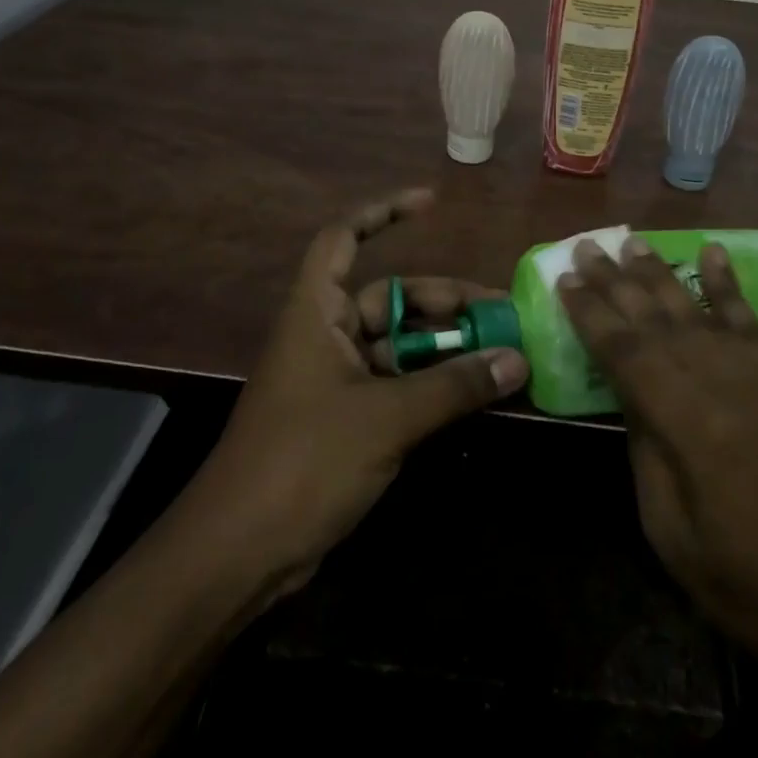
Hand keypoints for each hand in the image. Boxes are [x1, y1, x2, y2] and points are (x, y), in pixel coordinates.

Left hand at [175, 189, 528, 604]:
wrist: (239, 555)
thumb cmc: (303, 462)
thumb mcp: (386, 418)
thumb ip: (454, 386)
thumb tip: (518, 359)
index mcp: (316, 312)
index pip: (344, 238)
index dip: (384, 212)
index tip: (432, 203)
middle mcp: (325, 335)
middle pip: (389, 298)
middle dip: (443, 301)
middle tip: (499, 312)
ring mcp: (335, 379)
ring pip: (399, 345)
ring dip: (445, 347)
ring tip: (500, 353)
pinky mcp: (345, 420)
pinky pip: (397, 384)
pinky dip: (432, 384)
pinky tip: (473, 393)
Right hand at [558, 236, 757, 675]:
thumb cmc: (753, 586)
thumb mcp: (672, 534)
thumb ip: (646, 452)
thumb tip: (631, 395)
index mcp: (688, 424)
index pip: (625, 352)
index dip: (591, 314)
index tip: (564, 280)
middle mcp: (723, 382)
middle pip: (657, 319)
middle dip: (615, 281)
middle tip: (585, 248)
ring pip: (698, 310)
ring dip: (661, 274)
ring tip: (631, 242)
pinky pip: (752, 320)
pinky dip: (728, 284)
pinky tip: (711, 253)